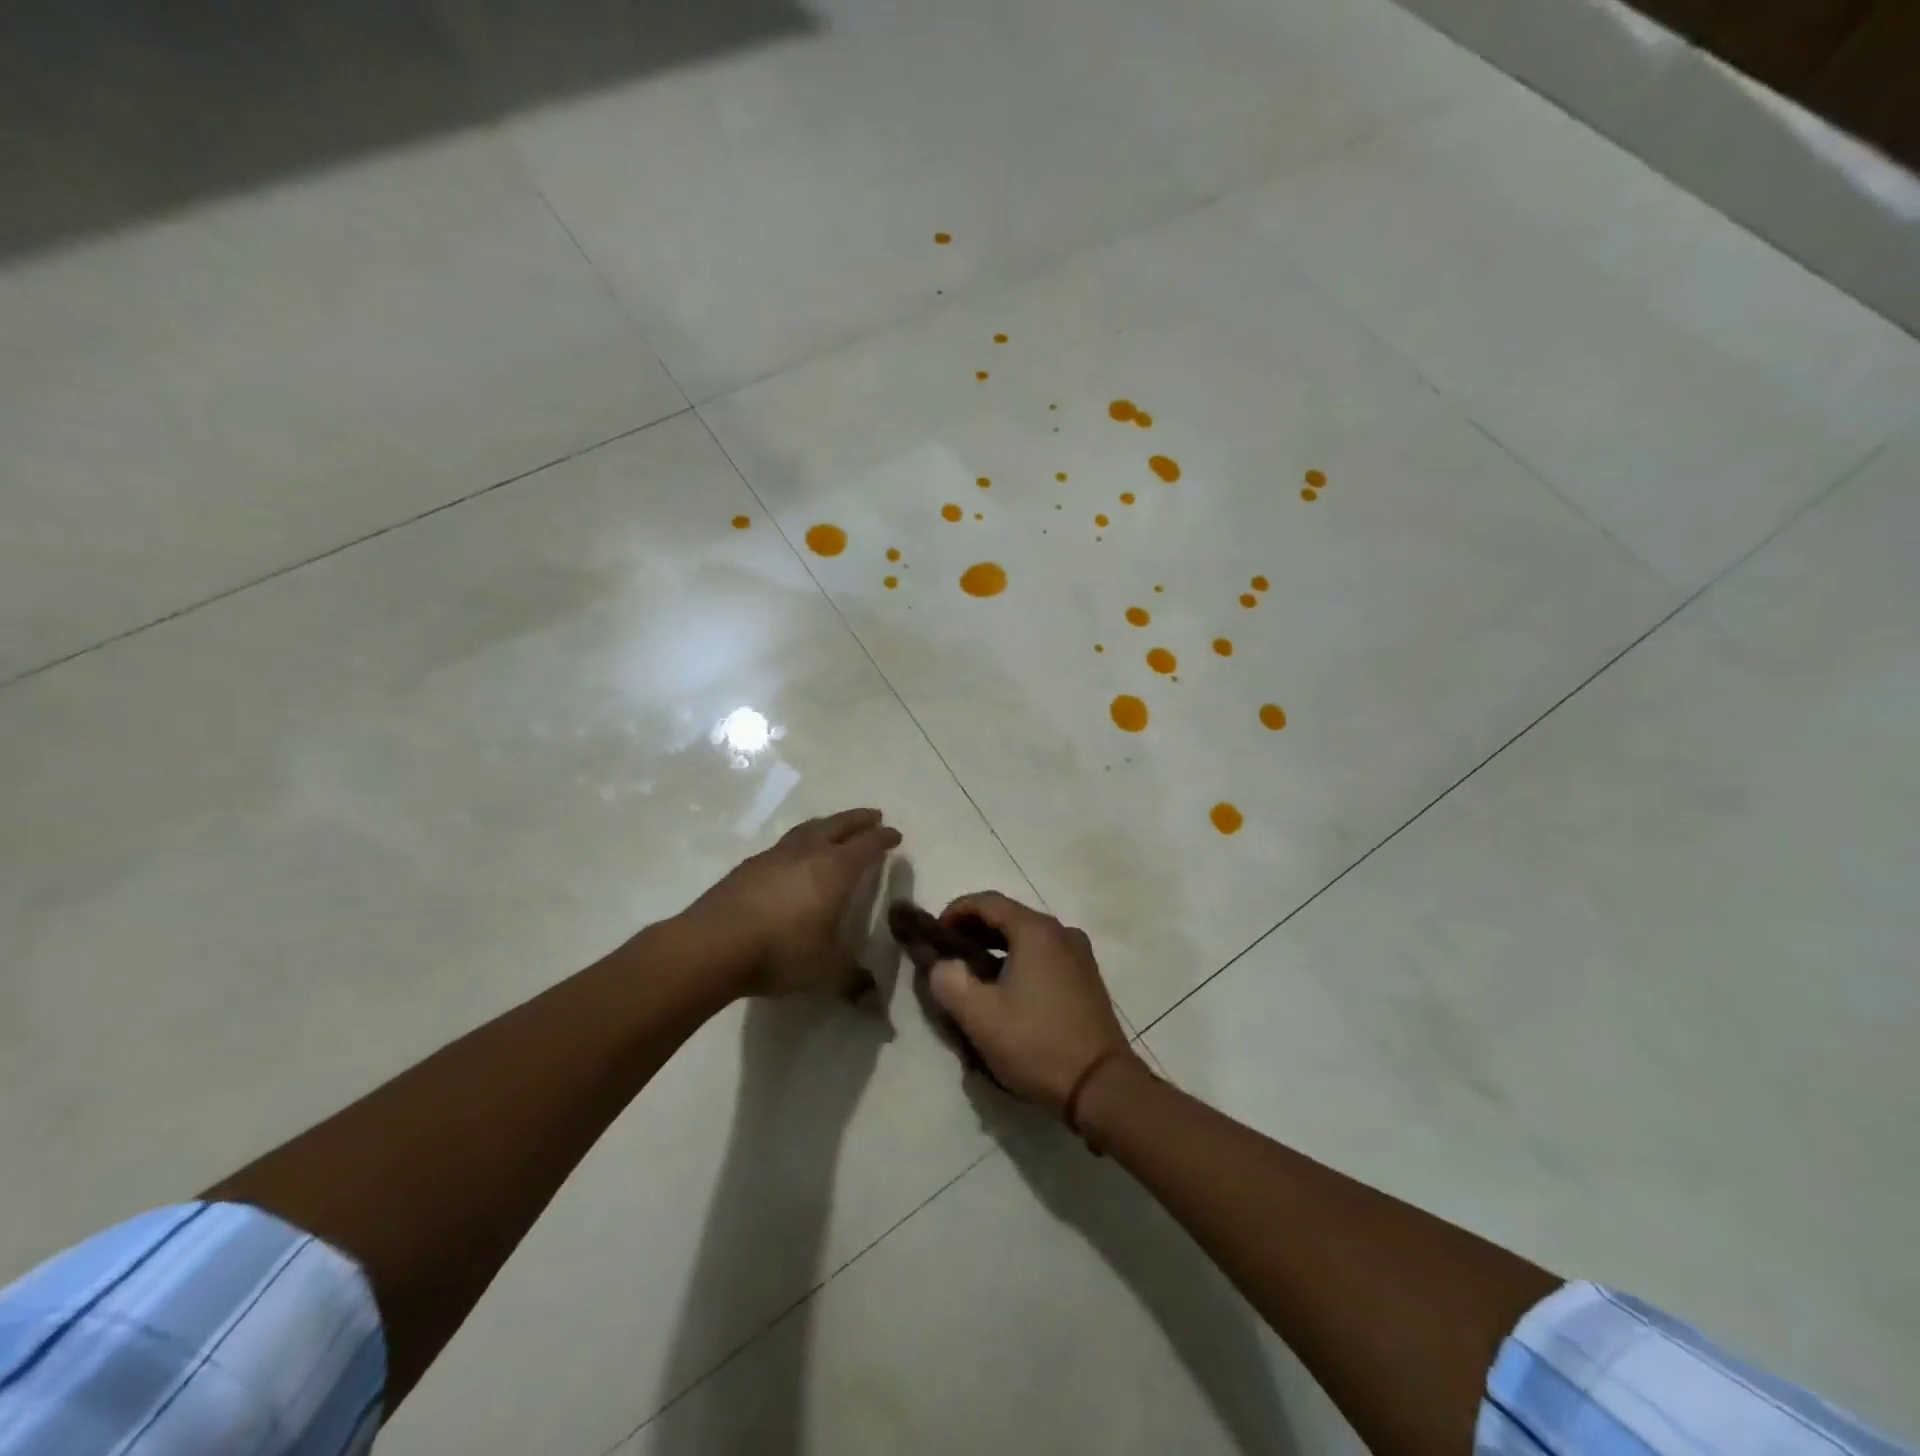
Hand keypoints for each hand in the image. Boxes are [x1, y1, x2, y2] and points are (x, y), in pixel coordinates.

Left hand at [688, 808, 901, 997]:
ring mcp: (774, 857)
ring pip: (808, 829)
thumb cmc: (781, 951)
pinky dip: (799, 843)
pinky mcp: (747, 867)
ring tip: (834, 828)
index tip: (895, 835)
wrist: (712, 945)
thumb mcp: (825, 971)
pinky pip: (783, 846)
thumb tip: (877, 1008)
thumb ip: (853, 982)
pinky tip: (793, 858)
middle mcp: (807, 853)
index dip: (883, 839)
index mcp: (834, 870)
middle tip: (873, 816)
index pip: (866, 846)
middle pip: (838, 826)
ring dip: (827, 825)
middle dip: (858, 820)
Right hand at [925, 892, 1138, 1113]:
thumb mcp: (979, 1015)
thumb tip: (942, 965)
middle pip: (1009, 916)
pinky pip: (1045, 955)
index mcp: (1035, 930)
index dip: (955, 911)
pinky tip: (1007, 990)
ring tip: (972, 975)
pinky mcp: (1086, 978)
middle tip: (948, 956)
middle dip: (974, 931)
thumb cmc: (1036, 1043)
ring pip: (1027, 938)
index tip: (934, 934)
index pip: (987, 901)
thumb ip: (948, 980)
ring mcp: (1079, 954)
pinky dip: (1019, 961)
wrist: (1101, 1086)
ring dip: (996, 948)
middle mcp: (1061, 932)